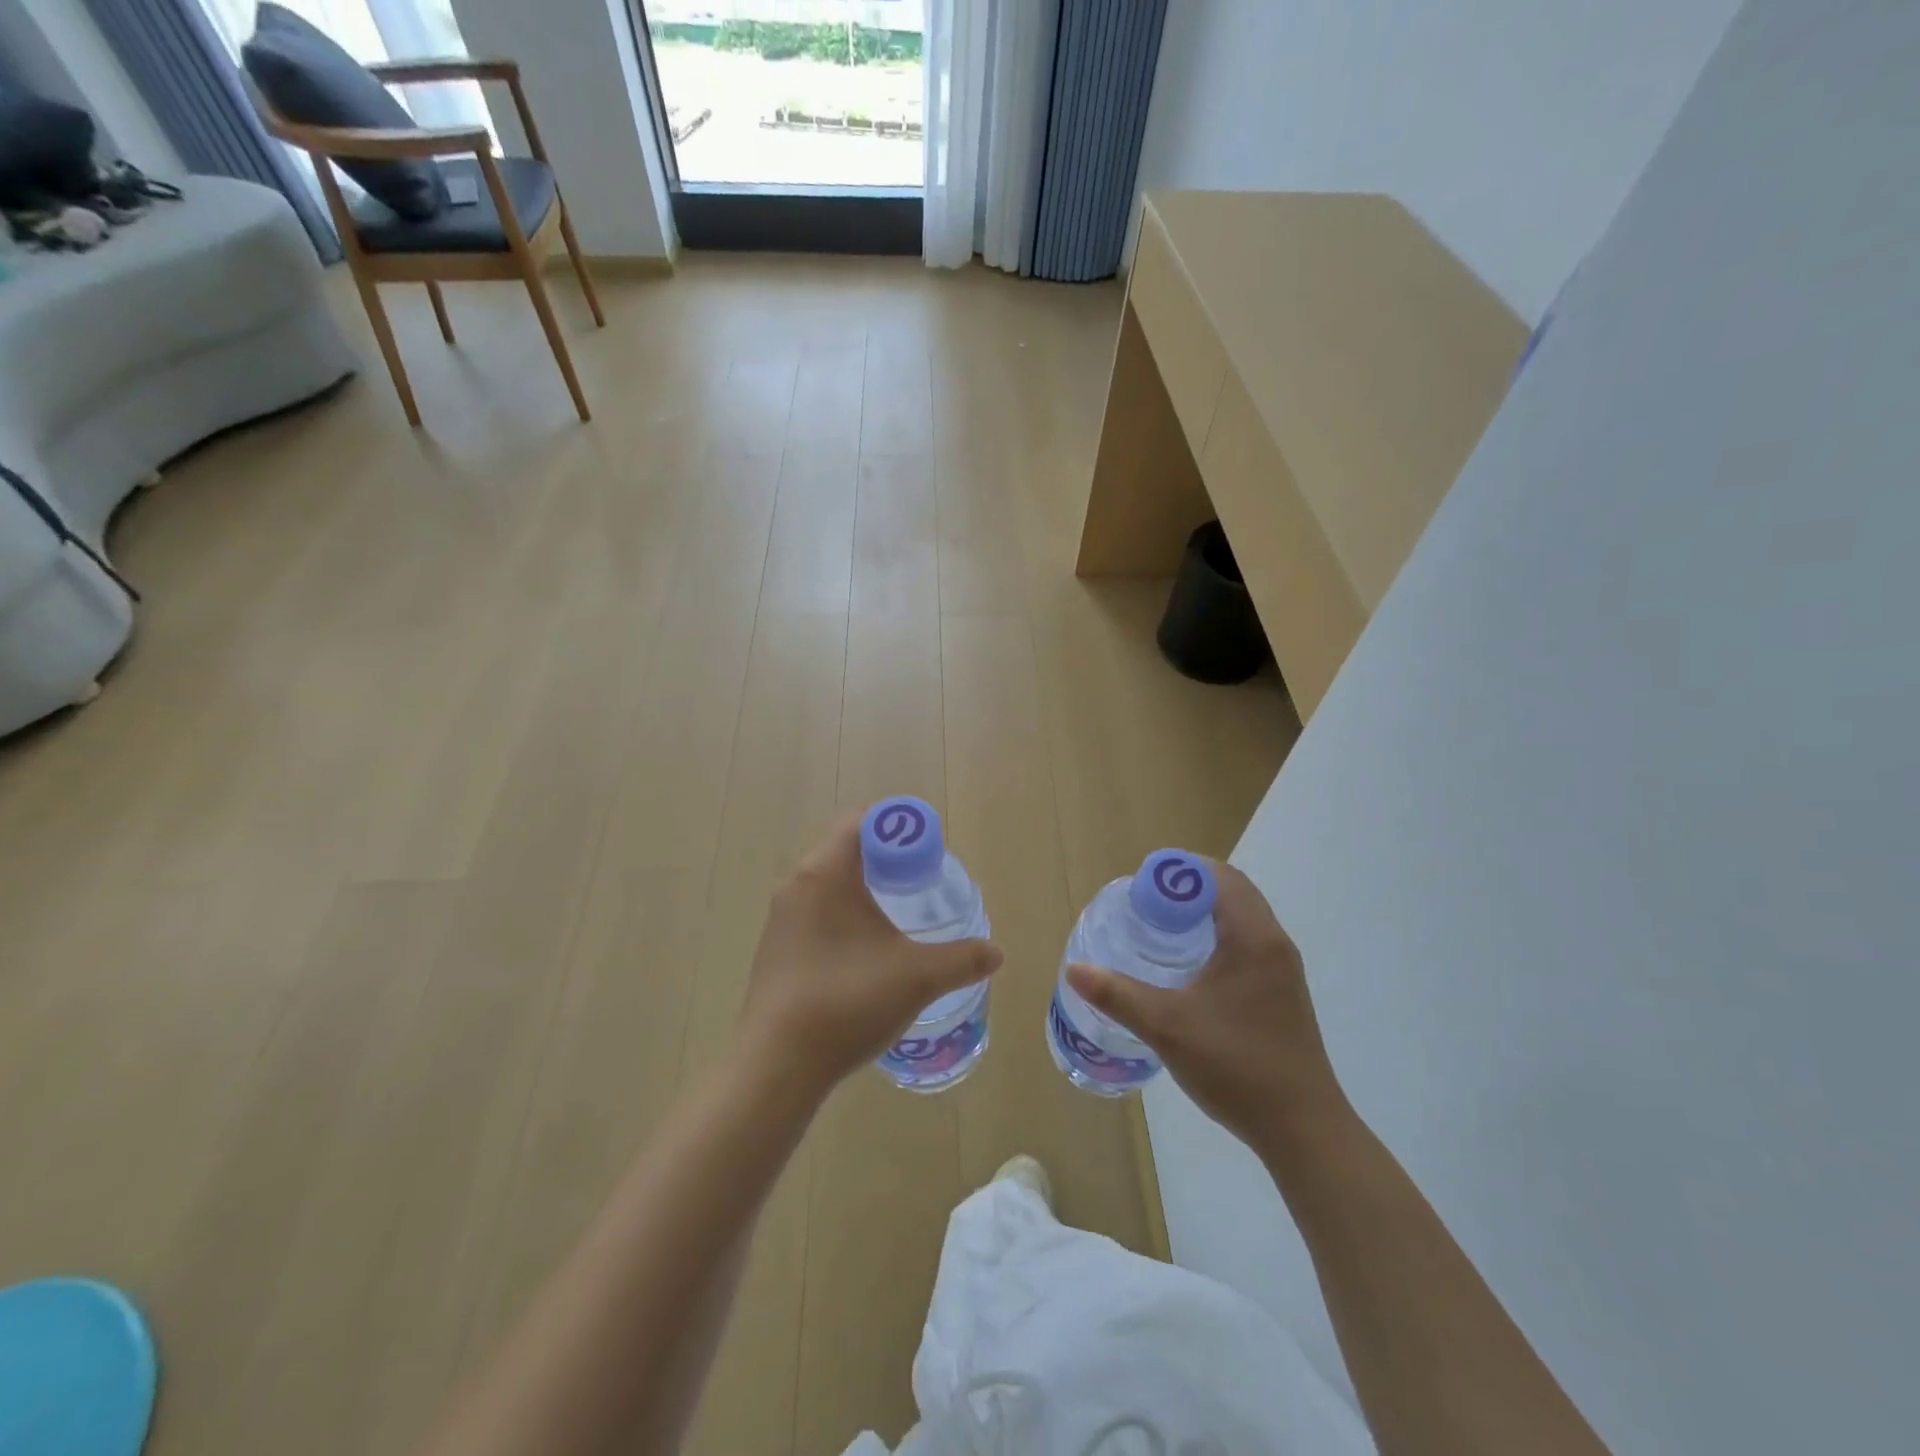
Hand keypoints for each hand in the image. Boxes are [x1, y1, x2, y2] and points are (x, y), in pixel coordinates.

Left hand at [740, 815, 1003, 1099]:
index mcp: (825, 873)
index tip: (930, 852)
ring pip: (830, 882)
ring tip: (901, 913)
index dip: (900, 828)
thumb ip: (963, 959)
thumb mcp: (918, 977)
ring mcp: (781, 918)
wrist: (776, 1066)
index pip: (862, 821)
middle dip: (887, 857)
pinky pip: (817, 911)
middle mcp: (797, 884)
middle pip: (846, 848)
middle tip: (923, 880)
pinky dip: (846, 914)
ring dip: (866, 887)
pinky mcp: (777, 949)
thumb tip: (996, 953)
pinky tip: (869, 950)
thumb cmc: (848, 1002)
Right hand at [1066, 862, 1348, 1156]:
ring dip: (1203, 913)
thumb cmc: (1236, 1066)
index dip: (1178, 871)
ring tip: (1160, 929)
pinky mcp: (1281, 992)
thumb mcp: (1167, 1026)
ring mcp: (1282, 969)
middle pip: (1231, 891)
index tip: (1141, 885)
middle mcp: (1273, 942)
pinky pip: (1247, 943)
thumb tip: (1074, 970)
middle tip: (1145, 905)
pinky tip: (1189, 968)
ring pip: (1241, 918)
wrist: (1303, 1130)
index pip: (1218, 876)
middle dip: (1186, 889)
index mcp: (1253, 937)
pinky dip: (1217, 936)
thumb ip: (1118, 995)